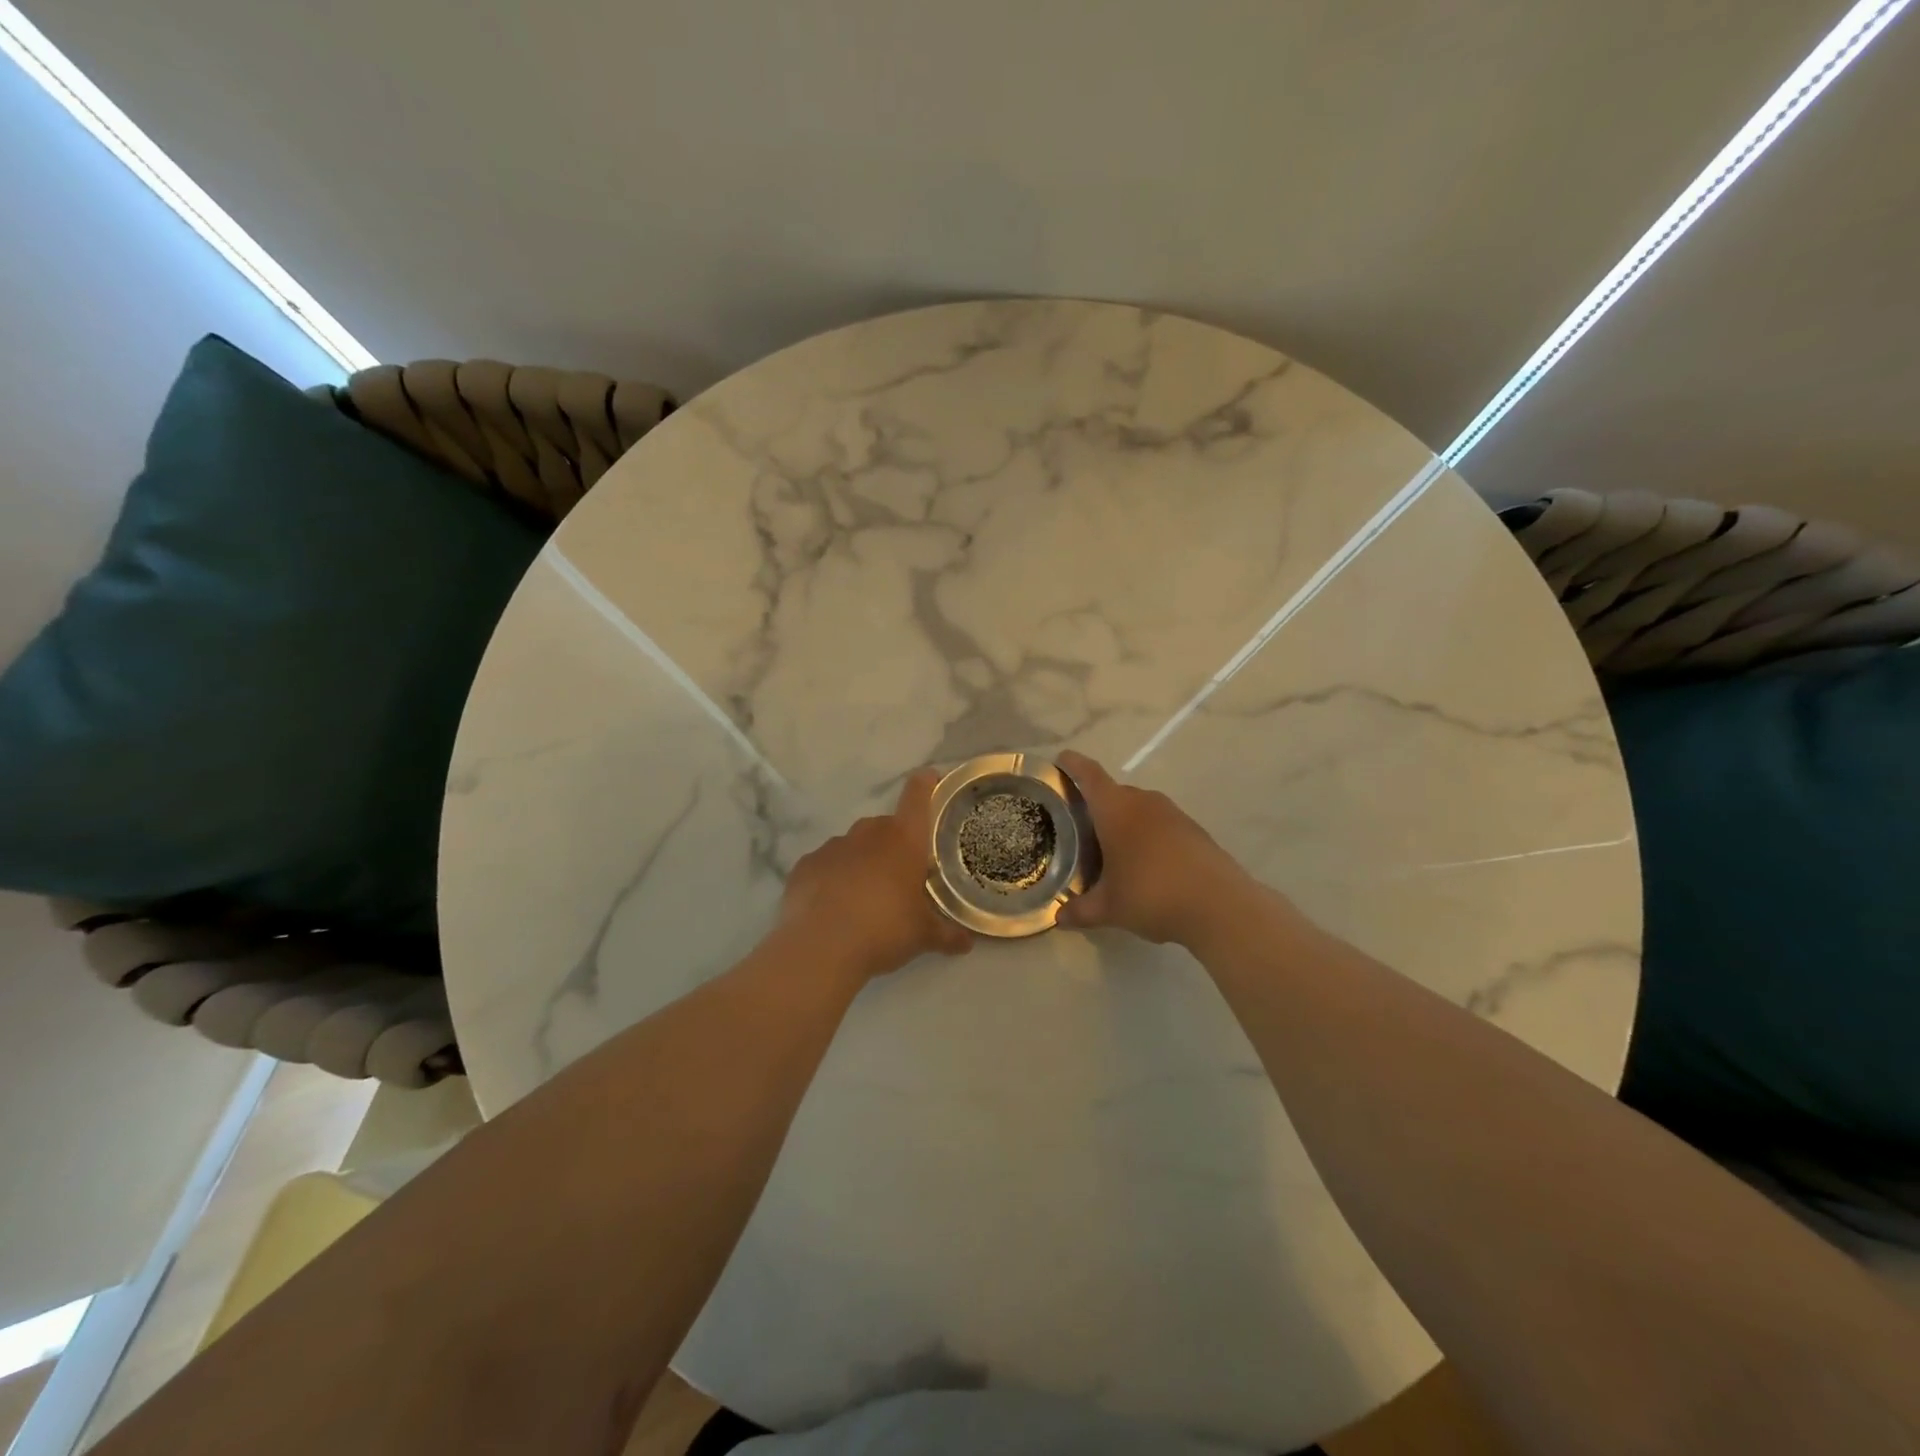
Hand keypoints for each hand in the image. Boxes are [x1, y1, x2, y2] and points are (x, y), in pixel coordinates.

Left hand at [779, 769, 973, 979]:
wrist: (821, 948)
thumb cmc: (885, 930)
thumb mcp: (923, 936)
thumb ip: (947, 935)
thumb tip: (968, 943)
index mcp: (904, 840)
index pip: (917, 796)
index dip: (925, 784)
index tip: (930, 779)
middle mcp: (868, 833)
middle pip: (885, 826)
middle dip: (893, 845)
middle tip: (899, 876)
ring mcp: (833, 847)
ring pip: (853, 846)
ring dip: (861, 862)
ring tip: (864, 897)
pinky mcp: (805, 865)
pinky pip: (825, 865)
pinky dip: (831, 879)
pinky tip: (832, 906)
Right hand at [1056, 751, 1248, 946]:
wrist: (1220, 906)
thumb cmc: (1152, 895)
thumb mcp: (1109, 908)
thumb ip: (1080, 910)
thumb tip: (1059, 918)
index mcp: (1116, 809)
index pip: (1089, 775)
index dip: (1073, 764)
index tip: (1061, 760)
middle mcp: (1144, 801)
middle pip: (1113, 793)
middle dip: (1096, 805)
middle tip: (1079, 827)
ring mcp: (1173, 814)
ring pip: (1139, 809)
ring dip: (1124, 822)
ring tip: (1111, 850)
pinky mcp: (1194, 830)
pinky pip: (1160, 824)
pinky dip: (1147, 836)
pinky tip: (1145, 865)